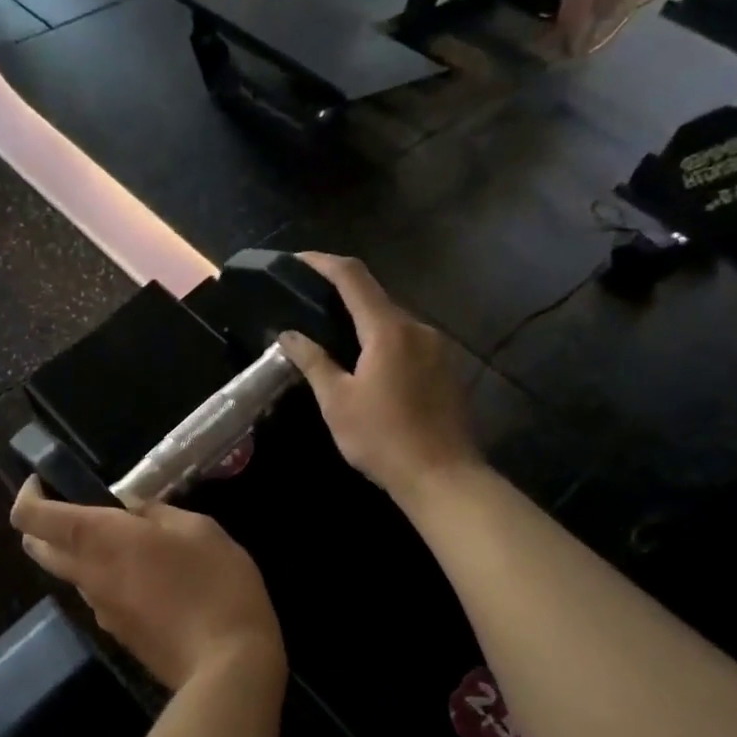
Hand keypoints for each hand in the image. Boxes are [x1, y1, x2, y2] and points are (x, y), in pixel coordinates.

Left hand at [11, 478, 283, 691]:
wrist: (228, 667)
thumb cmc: (214, 583)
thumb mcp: (196, 528)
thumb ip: (155, 513)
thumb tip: (133, 512)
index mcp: (98, 538)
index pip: (30, 517)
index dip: (28, 494)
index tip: (46, 480)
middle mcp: (87, 574)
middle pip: (36, 547)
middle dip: (44, 523)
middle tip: (81, 504)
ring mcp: (99, 610)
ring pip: (70, 573)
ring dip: (82, 552)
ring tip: (132, 540)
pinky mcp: (118, 634)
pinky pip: (99, 595)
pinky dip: (108, 577)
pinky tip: (152, 577)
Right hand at [276, 253, 478, 503]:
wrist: (444, 477)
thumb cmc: (383, 439)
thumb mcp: (337, 401)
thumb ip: (313, 361)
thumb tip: (289, 334)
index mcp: (388, 330)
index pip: (353, 277)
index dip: (323, 262)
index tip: (298, 260)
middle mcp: (418, 328)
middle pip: (376, 297)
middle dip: (342, 296)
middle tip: (310, 306)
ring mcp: (438, 347)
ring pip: (394, 321)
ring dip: (365, 322)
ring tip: (336, 341)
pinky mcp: (447, 368)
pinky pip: (410, 341)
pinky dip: (385, 342)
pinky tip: (370, 367)